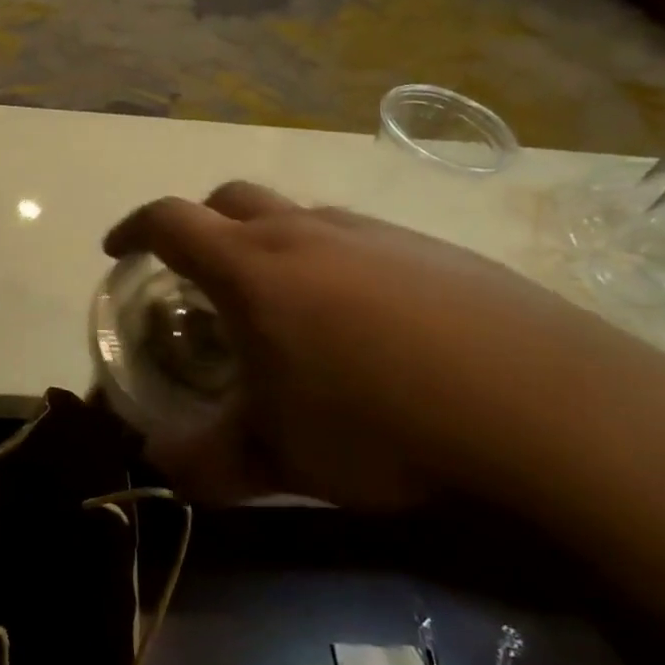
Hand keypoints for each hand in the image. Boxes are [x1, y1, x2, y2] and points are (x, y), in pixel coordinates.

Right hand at [103, 182, 664, 510]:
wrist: (548, 409)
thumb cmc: (379, 422)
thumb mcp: (277, 456)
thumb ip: (204, 462)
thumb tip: (160, 465)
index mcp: (252, 266)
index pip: (169, 222)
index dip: (133, 230)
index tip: (117, 252)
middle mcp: (307, 232)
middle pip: (231, 199)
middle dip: (199, 225)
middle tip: (196, 272)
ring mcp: (376, 234)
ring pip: (299, 216)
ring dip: (269, 242)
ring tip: (280, 302)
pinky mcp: (436, 250)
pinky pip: (359, 238)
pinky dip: (332, 260)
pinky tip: (364, 321)